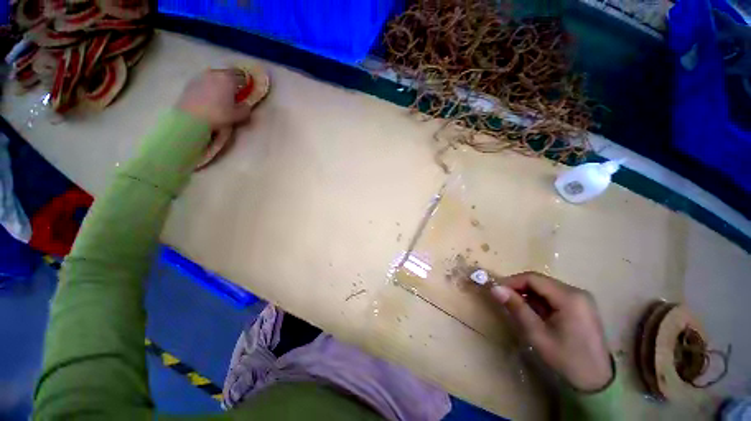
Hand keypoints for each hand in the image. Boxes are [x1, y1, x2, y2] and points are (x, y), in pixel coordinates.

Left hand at [176, 69, 251, 128]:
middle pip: (224, 74)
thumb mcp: (238, 116)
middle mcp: (214, 74)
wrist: (192, 117)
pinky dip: (206, 87)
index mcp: (228, 79)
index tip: (243, 88)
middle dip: (228, 81)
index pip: (239, 76)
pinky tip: (206, 98)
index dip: (242, 82)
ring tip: (218, 95)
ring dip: (216, 83)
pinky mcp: (190, 83)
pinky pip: (202, 82)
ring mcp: (200, 77)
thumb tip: (246, 105)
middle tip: (231, 92)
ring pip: (212, 77)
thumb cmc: (218, 115)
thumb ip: (245, 109)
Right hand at [490, 271, 612, 391]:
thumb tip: (495, 288)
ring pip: (545, 287)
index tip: (497, 291)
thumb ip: (517, 308)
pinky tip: (535, 314)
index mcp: (569, 297)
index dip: (511, 281)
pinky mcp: (580, 305)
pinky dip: (539, 301)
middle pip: (539, 281)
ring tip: (518, 309)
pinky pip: (553, 295)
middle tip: (504, 300)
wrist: (597, 381)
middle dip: (519, 288)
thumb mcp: (537, 334)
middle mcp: (577, 292)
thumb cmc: (566, 359)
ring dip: (528, 295)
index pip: (533, 278)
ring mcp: (580, 298)